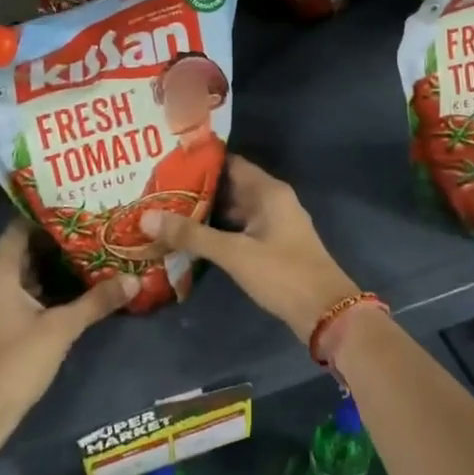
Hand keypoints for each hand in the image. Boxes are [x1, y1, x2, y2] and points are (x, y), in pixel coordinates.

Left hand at [0, 222, 134, 429]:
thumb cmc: (16, 362)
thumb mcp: (62, 329)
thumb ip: (97, 301)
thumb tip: (134, 280)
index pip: (18, 229)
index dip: (46, 219)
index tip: (76, 213)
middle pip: (16, 253)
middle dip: (50, 247)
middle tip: (87, 239)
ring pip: (11, 277)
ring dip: (41, 272)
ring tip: (79, 265)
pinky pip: (5, 297)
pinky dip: (29, 293)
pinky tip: (57, 300)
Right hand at [140, 154, 356, 341]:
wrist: (326, 313)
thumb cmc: (283, 274)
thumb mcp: (234, 253)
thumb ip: (191, 235)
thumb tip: (147, 217)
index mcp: (268, 191)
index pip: (229, 163)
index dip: (199, 162)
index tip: (166, 162)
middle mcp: (272, 200)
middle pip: (229, 186)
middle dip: (196, 188)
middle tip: (157, 189)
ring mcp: (273, 224)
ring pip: (233, 210)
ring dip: (205, 211)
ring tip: (166, 210)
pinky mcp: (271, 246)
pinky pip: (239, 229)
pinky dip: (217, 230)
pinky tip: (191, 237)